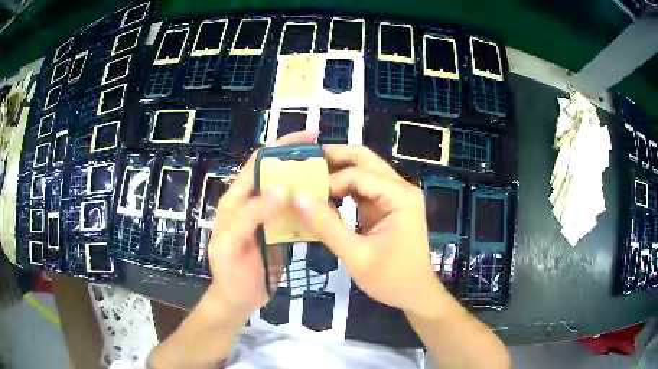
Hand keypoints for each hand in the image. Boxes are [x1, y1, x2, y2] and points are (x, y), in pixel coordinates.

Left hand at [205, 130, 318, 324]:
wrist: (239, 299)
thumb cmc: (230, 272)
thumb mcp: (232, 243)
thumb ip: (251, 215)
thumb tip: (282, 188)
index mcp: (237, 200)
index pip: (258, 163)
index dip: (281, 146)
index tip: (309, 138)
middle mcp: (253, 202)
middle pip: (276, 172)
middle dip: (299, 159)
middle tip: (327, 155)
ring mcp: (268, 217)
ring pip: (289, 192)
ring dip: (307, 181)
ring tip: (331, 176)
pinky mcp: (280, 231)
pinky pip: (296, 212)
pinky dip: (309, 205)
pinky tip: (325, 204)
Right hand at [293, 145, 447, 316]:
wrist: (415, 293)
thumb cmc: (391, 279)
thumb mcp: (356, 256)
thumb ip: (327, 227)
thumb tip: (297, 198)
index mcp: (400, 197)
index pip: (357, 175)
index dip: (328, 182)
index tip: (303, 195)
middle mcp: (400, 189)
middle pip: (364, 160)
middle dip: (334, 157)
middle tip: (304, 162)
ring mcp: (395, 196)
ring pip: (363, 170)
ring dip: (337, 170)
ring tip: (309, 176)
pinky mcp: (387, 206)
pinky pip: (363, 188)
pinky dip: (343, 188)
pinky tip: (324, 195)